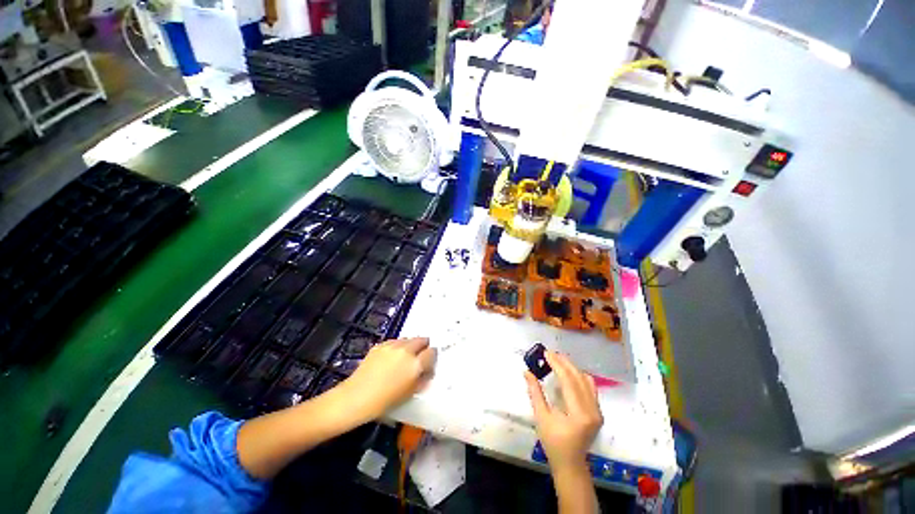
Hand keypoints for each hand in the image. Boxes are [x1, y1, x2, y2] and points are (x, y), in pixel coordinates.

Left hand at [342, 337, 435, 417]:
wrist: (356, 397)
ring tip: (405, 356)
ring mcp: (392, 346)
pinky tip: (392, 356)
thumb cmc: (384, 401)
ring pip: (408, 339)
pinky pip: (395, 341)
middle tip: (420, 356)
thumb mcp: (409, 394)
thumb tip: (427, 373)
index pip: (432, 352)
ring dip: (411, 345)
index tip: (429, 362)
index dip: (432, 357)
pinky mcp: (381, 345)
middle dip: (423, 346)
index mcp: (415, 364)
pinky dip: (398, 346)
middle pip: (421, 340)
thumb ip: (421, 380)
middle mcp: (406, 350)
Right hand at [525, 351, 603, 471]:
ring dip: (571, 368)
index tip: (546, 353)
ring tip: (557, 361)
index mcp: (578, 414)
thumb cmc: (553, 442)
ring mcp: (598, 411)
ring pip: (586, 380)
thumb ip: (535, 392)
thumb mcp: (541, 417)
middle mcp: (592, 410)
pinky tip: (568, 374)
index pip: (568, 381)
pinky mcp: (598, 411)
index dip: (557, 364)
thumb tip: (527, 372)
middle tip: (550, 353)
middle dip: (564, 362)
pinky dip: (578, 376)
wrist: (570, 463)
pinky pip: (590, 387)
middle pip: (578, 378)